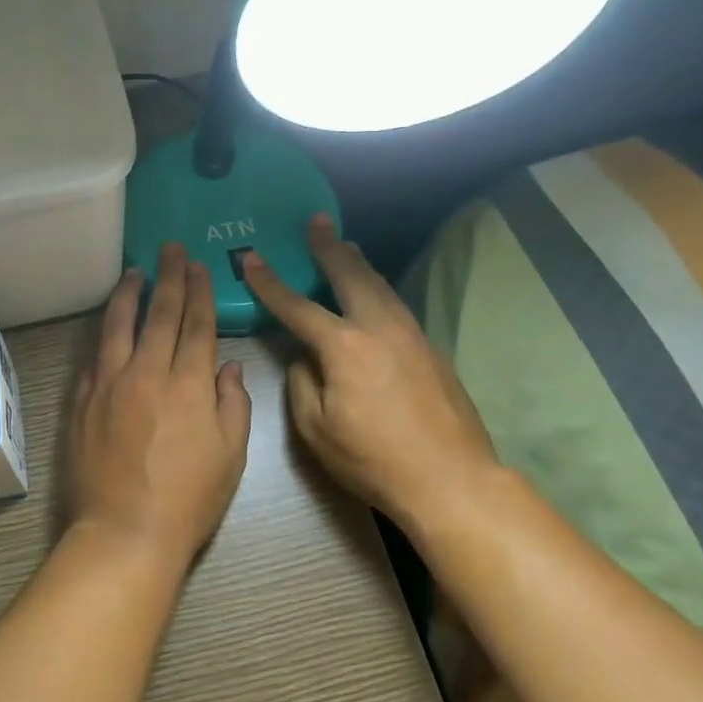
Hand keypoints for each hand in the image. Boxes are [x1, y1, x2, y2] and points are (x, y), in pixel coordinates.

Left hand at [66, 244, 252, 568]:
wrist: (124, 533)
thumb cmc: (188, 500)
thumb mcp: (231, 456)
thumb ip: (232, 403)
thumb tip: (226, 366)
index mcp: (189, 385)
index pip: (197, 324)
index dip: (199, 291)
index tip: (198, 265)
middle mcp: (147, 372)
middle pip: (160, 314)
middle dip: (169, 277)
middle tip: (170, 249)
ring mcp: (109, 383)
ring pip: (118, 324)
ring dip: (129, 293)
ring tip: (134, 271)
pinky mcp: (82, 400)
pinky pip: (95, 355)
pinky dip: (104, 333)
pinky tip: (108, 323)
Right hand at [241, 215, 500, 533]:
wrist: (452, 480)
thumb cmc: (374, 459)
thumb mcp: (316, 429)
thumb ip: (301, 384)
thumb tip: (304, 358)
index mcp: (343, 347)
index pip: (296, 306)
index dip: (269, 281)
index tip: (251, 257)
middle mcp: (379, 328)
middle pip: (350, 275)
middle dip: (328, 246)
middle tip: (317, 221)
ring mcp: (411, 335)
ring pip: (380, 285)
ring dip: (358, 262)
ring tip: (346, 245)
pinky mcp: (431, 349)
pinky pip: (396, 305)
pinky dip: (377, 288)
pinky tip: (374, 293)